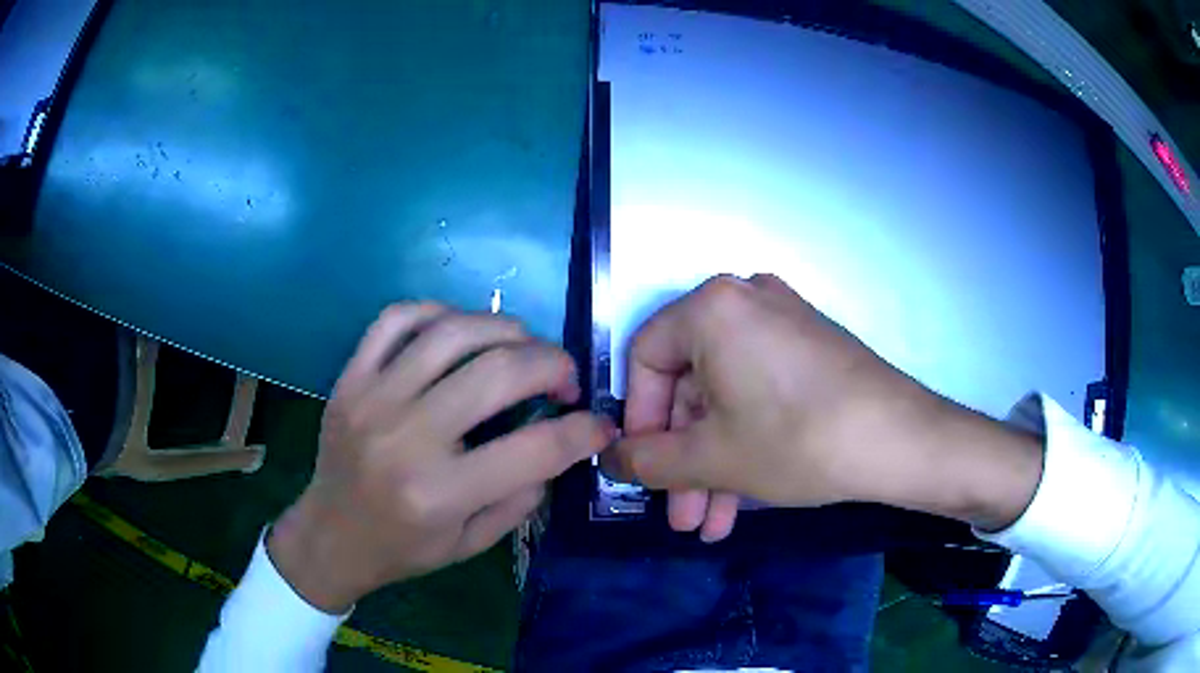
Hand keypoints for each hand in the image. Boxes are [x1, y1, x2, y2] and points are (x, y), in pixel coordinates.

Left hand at [268, 304, 613, 612]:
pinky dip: (439, 312)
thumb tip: (559, 445)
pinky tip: (459, 330)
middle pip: (498, 372)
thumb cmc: (403, 548)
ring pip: (452, 332)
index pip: (536, 449)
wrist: (330, 535)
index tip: (600, 425)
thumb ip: (522, 497)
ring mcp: (372, 399)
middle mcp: (406, 438)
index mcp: (440, 494)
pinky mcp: (350, 377)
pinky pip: (397, 318)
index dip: (584, 432)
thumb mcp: (472, 544)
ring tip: (522, 347)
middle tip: (564, 378)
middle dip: (552, 364)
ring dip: (505, 329)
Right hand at [612, 274, 1042, 535]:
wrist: (901, 440)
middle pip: (691, 386)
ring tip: (710, 522)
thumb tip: (611, 459)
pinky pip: (759, 391)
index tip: (643, 470)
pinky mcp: (811, 347)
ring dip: (714, 461)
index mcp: (712, 308)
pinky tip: (743, 497)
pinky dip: (746, 439)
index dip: (638, 421)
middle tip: (681, 513)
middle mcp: (746, 300)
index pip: (644, 359)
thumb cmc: (797, 440)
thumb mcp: (712, 458)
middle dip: (683, 459)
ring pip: (727, 397)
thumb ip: (648, 460)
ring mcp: (784, 321)